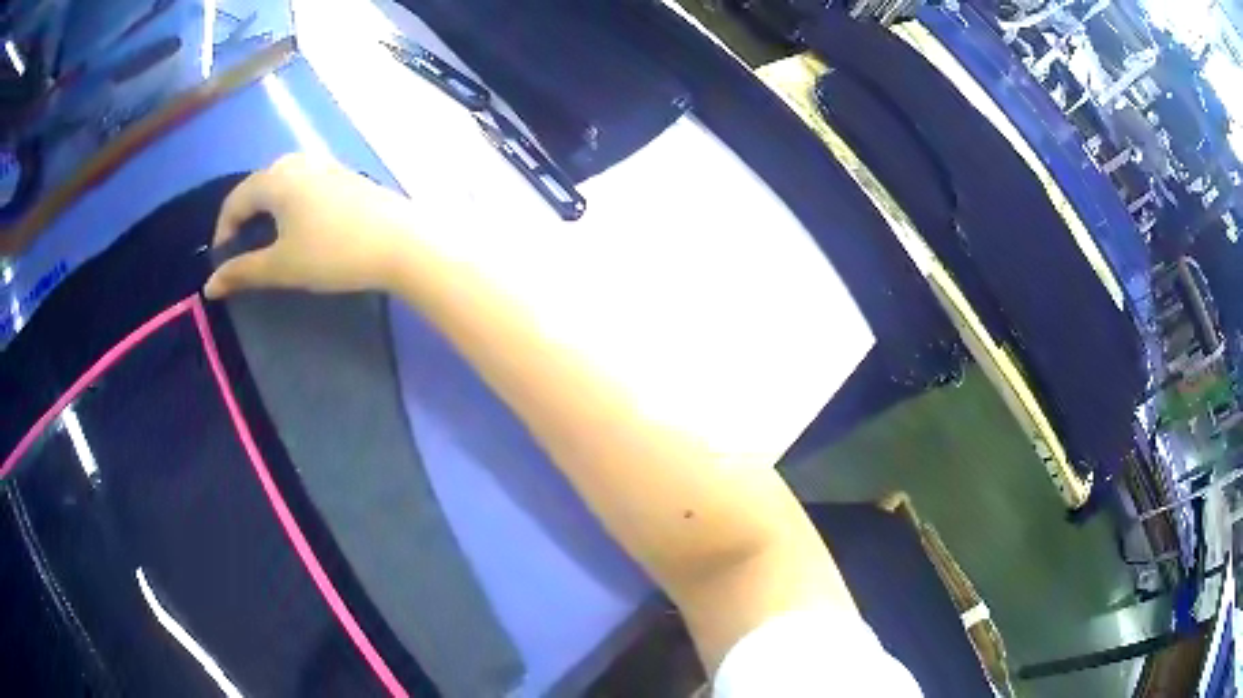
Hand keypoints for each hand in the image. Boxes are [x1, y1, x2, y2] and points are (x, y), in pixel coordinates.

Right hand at [204, 153, 413, 298]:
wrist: (401, 242)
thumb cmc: (333, 253)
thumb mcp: (281, 266)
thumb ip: (242, 272)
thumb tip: (209, 286)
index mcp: (276, 178)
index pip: (235, 200)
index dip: (222, 231)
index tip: (223, 263)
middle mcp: (298, 162)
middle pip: (258, 185)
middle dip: (244, 217)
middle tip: (242, 249)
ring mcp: (326, 164)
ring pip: (283, 181)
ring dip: (268, 208)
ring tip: (269, 238)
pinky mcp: (346, 174)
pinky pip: (306, 183)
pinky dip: (292, 202)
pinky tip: (302, 224)